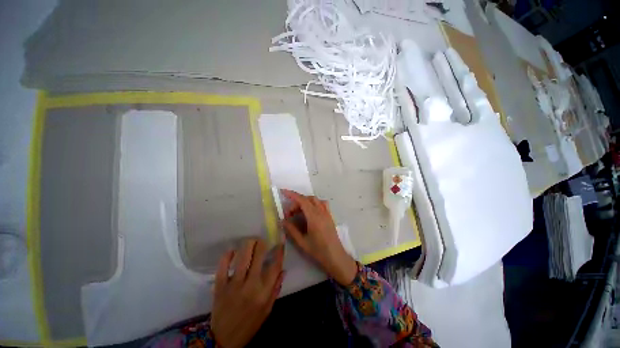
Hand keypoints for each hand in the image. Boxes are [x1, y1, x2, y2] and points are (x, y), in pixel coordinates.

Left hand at [211, 239, 284, 346]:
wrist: (223, 340)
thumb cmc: (249, 324)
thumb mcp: (267, 310)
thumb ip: (275, 289)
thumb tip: (283, 270)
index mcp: (264, 292)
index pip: (275, 266)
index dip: (279, 251)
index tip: (280, 242)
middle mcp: (250, 285)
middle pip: (259, 256)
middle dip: (262, 243)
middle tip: (262, 240)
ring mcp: (234, 285)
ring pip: (242, 257)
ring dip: (248, 245)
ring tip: (251, 241)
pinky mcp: (220, 286)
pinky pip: (222, 266)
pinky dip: (227, 256)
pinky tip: (232, 251)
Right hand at [281, 189, 357, 285]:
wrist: (336, 257)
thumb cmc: (318, 251)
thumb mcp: (302, 242)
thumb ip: (291, 230)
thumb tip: (282, 220)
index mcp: (314, 217)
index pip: (302, 200)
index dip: (292, 195)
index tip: (283, 191)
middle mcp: (321, 212)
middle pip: (307, 199)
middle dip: (296, 202)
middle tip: (289, 214)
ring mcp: (327, 213)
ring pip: (315, 200)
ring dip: (305, 202)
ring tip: (299, 212)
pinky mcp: (329, 216)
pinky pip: (322, 204)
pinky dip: (314, 203)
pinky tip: (310, 212)